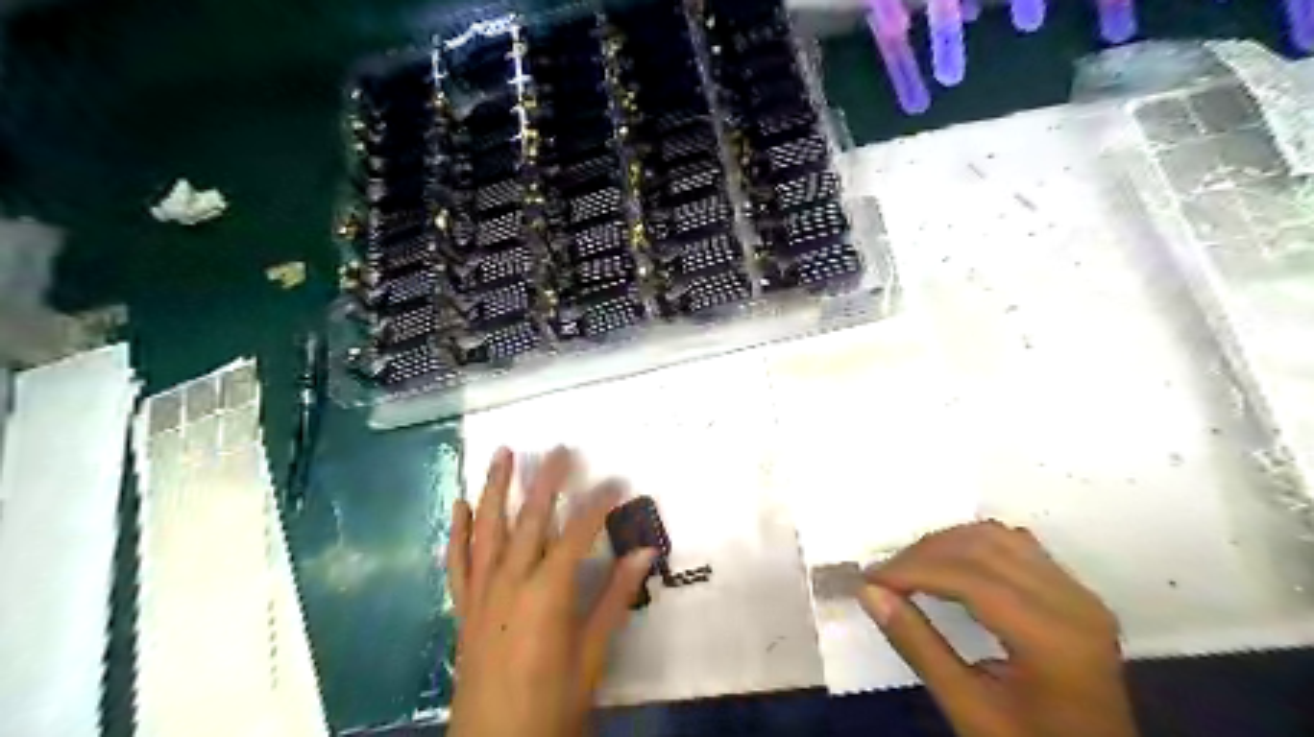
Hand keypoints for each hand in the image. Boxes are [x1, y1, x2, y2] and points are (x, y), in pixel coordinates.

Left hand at [448, 447, 657, 736]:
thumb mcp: (592, 655)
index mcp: (546, 593)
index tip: (616, 479)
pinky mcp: (464, 607)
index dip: (597, 503)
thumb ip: (614, 598)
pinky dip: (458, 530)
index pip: (576, 533)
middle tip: (560, 448)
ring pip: (487, 528)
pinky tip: (459, 504)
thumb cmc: (552, 702)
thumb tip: (644, 552)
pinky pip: (457, 561)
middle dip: (545, 480)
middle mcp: (510, 582)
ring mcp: (481, 592)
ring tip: (502, 453)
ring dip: (494, 488)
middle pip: (529, 519)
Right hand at [863, 521, 1139, 735]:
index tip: (869, 579)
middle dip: (924, 553)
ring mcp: (1079, 594)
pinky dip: (974, 545)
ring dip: (947, 544)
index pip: (970, 578)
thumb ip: (917, 645)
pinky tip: (950, 566)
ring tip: (910, 568)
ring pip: (999, 537)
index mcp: (1051, 638)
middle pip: (983, 547)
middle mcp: (1072, 603)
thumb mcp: (968, 708)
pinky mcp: (1075, 594)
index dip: (912, 570)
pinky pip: (1017, 547)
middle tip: (883, 576)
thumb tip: (870, 592)